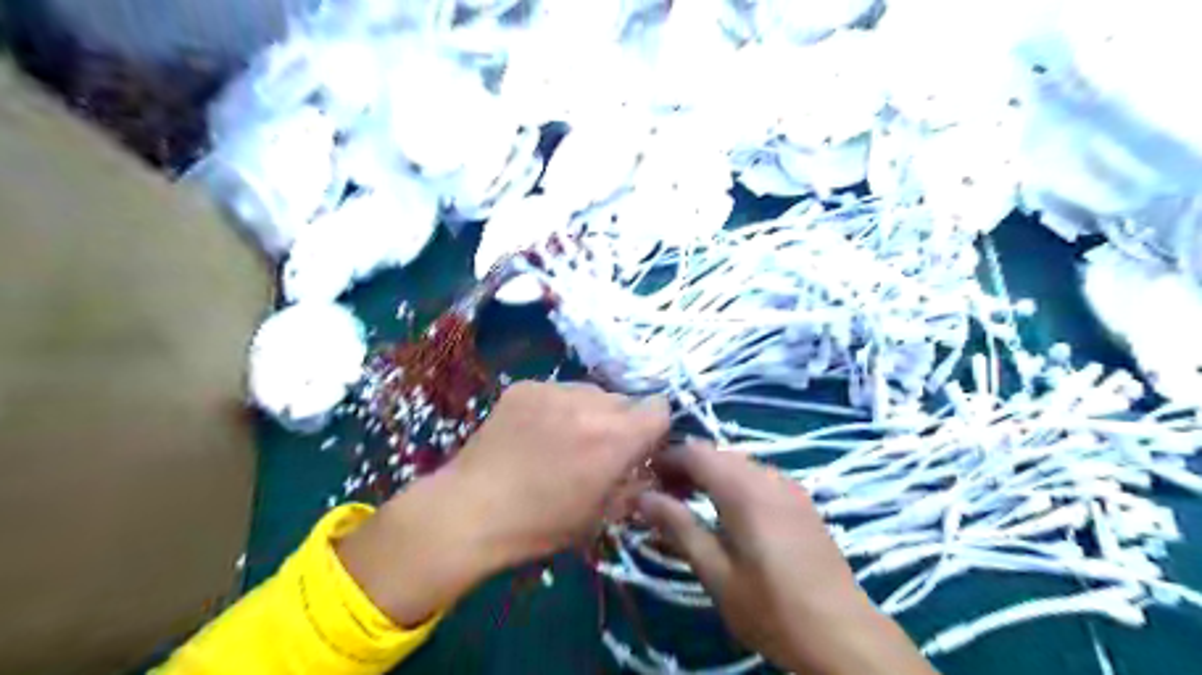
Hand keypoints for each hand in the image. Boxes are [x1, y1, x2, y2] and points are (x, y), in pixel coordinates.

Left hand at [338, 381, 672, 629]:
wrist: (471, 511)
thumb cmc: (541, 525)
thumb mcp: (602, 516)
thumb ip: (634, 484)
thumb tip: (648, 467)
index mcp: (615, 438)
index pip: (659, 409)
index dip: (653, 429)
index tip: (638, 449)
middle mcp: (590, 403)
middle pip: (625, 400)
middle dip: (621, 422)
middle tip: (597, 450)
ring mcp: (554, 390)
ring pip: (591, 392)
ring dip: (589, 412)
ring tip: (562, 441)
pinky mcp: (526, 386)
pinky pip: (558, 390)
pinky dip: (557, 408)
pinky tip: (535, 434)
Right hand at [632, 444, 932, 674]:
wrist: (843, 634)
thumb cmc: (771, 607)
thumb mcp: (716, 572)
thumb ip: (679, 527)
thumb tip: (643, 498)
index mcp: (744, 489)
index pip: (695, 452)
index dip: (666, 459)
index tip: (645, 479)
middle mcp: (767, 476)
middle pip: (717, 454)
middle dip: (686, 467)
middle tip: (663, 496)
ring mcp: (788, 486)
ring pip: (738, 463)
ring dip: (709, 475)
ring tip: (689, 504)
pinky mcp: (801, 500)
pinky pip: (758, 476)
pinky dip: (733, 483)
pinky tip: (727, 512)